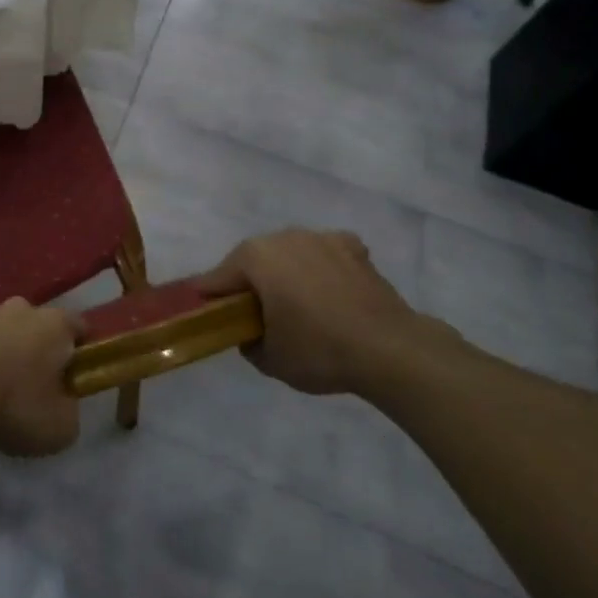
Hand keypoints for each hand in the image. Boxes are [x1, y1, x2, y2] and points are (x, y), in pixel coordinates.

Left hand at [0, 299, 82, 456]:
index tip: (74, 374)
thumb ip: (69, 410)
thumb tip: (62, 402)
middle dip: (35, 345)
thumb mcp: (60, 428)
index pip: (77, 326)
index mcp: (53, 325)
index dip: (79, 349)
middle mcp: (18, 309)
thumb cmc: (14, 407)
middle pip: (34, 322)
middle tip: (31, 381)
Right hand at [195, 229, 456, 395]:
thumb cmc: (319, 350)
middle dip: (249, 283)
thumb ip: (248, 342)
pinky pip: (324, 254)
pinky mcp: (353, 249)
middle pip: (253, 260)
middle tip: (252, 314)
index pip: (218, 278)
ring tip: (294, 304)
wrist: (391, 350)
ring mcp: (320, 238)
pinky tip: (327, 290)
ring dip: (285, 273)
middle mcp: (283, 237)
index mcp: (254, 257)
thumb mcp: (269, 360)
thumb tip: (250, 333)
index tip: (206, 314)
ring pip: (289, 254)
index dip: (209, 298)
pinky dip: (320, 268)